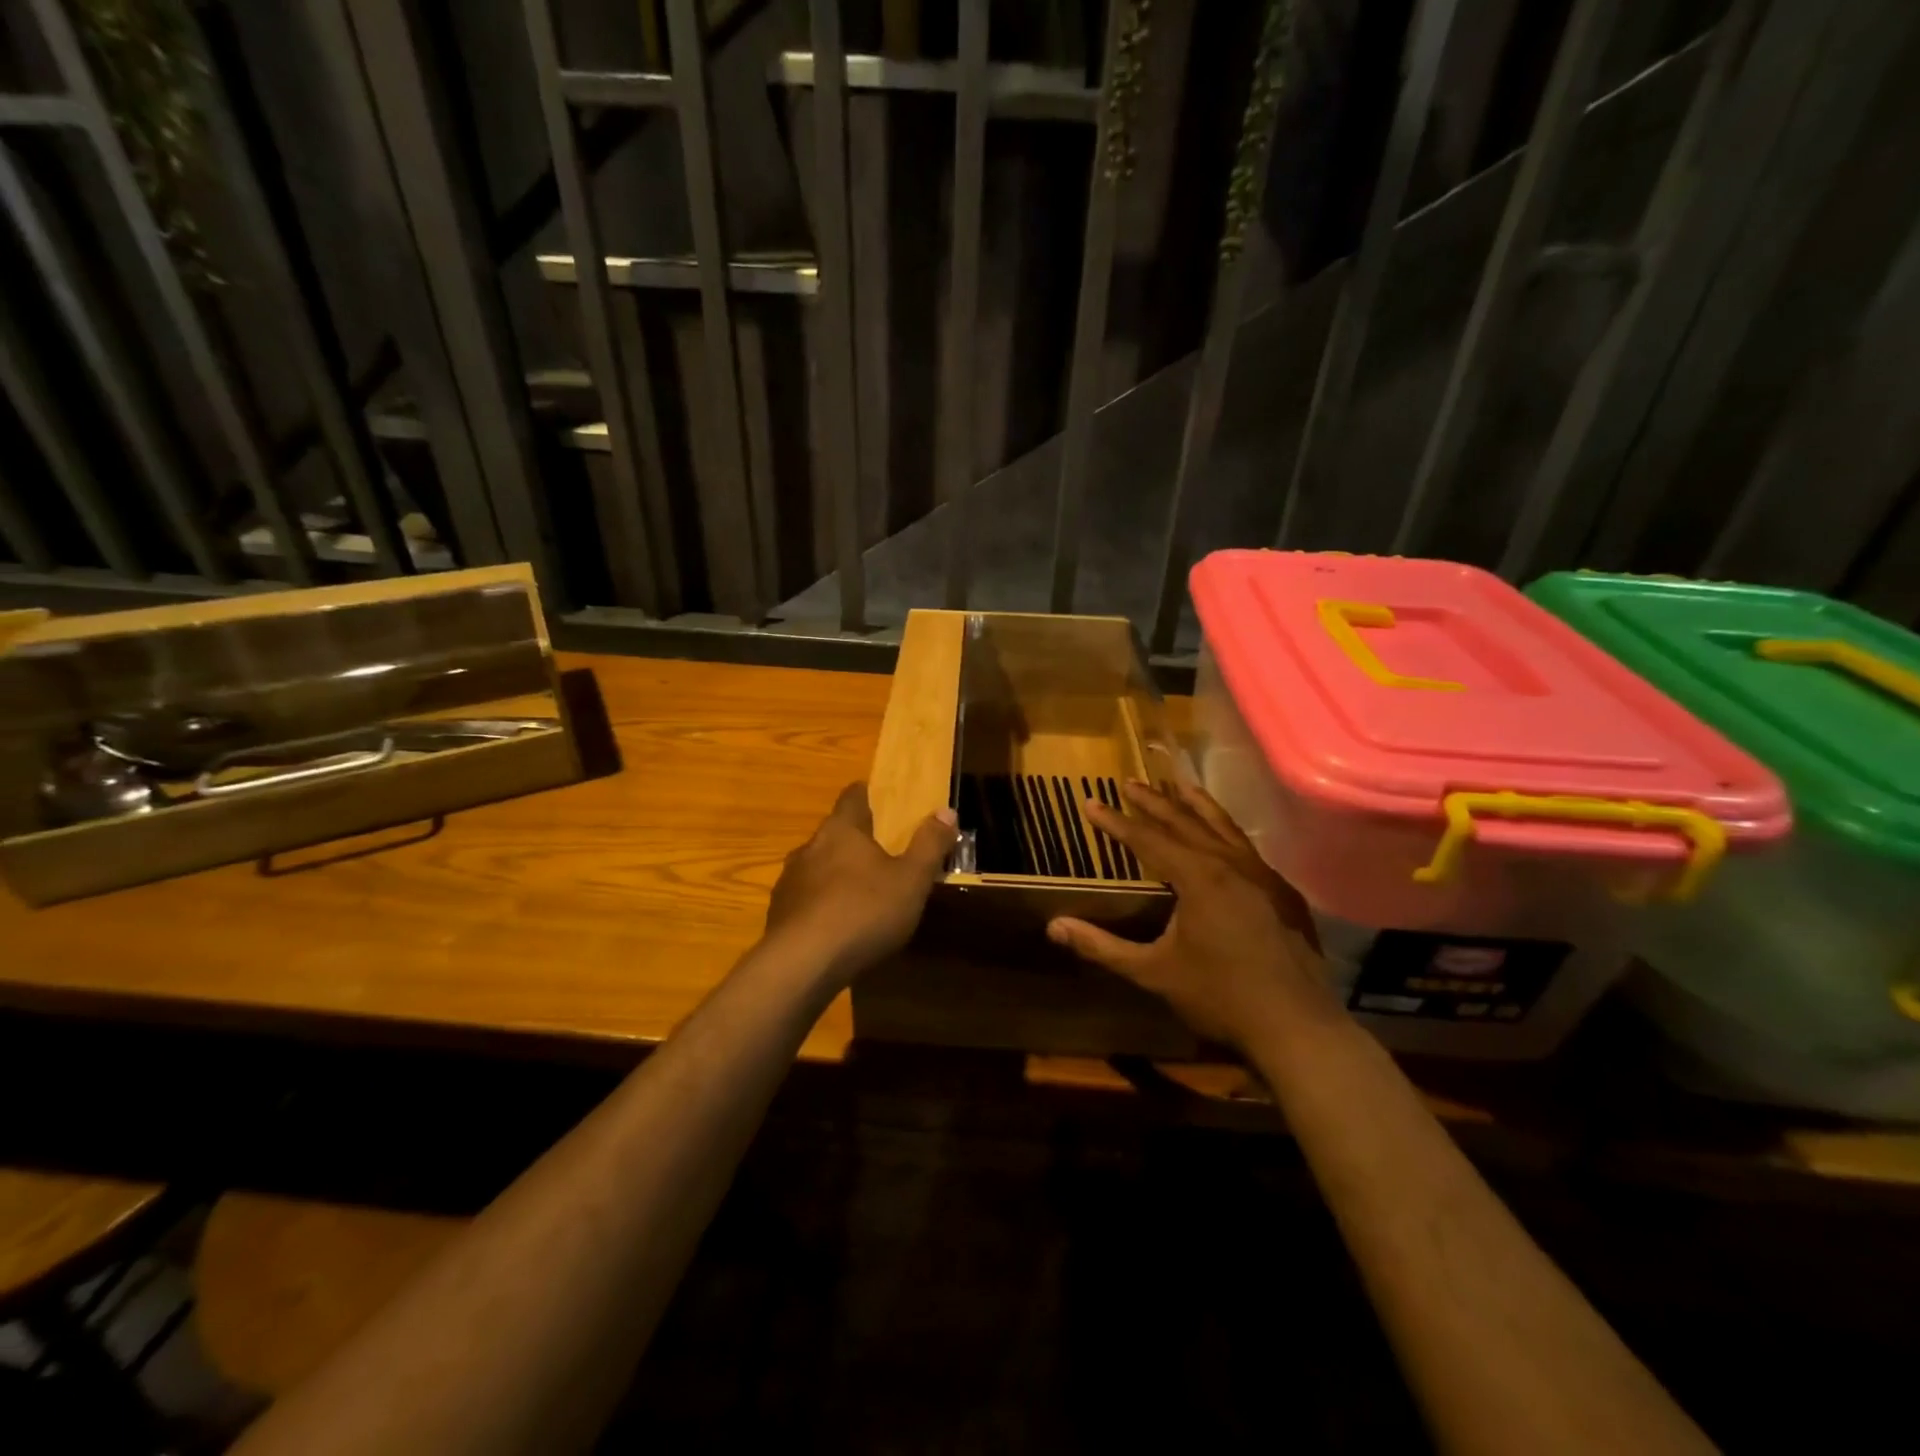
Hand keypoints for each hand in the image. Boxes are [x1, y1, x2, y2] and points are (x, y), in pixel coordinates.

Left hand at [763, 783, 956, 983]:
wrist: (801, 965)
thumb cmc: (863, 912)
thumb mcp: (911, 880)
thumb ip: (929, 845)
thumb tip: (946, 811)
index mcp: (841, 830)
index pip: (852, 796)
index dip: (868, 795)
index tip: (883, 802)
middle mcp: (809, 847)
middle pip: (835, 833)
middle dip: (857, 841)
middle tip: (884, 856)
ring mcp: (789, 881)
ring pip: (818, 867)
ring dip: (838, 875)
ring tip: (862, 895)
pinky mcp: (778, 914)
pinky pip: (806, 899)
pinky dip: (822, 905)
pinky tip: (838, 927)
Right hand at [1047, 781, 1337, 1048]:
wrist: (1298, 1028)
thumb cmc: (1220, 997)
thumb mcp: (1152, 972)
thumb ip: (1102, 946)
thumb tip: (1054, 927)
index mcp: (1199, 877)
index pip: (1148, 839)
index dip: (1116, 822)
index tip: (1091, 802)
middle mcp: (1231, 864)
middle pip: (1185, 822)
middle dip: (1154, 802)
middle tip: (1129, 783)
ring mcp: (1264, 876)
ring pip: (1224, 827)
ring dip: (1196, 805)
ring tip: (1178, 785)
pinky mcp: (1283, 893)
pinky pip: (1247, 848)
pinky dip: (1226, 831)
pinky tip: (1222, 838)